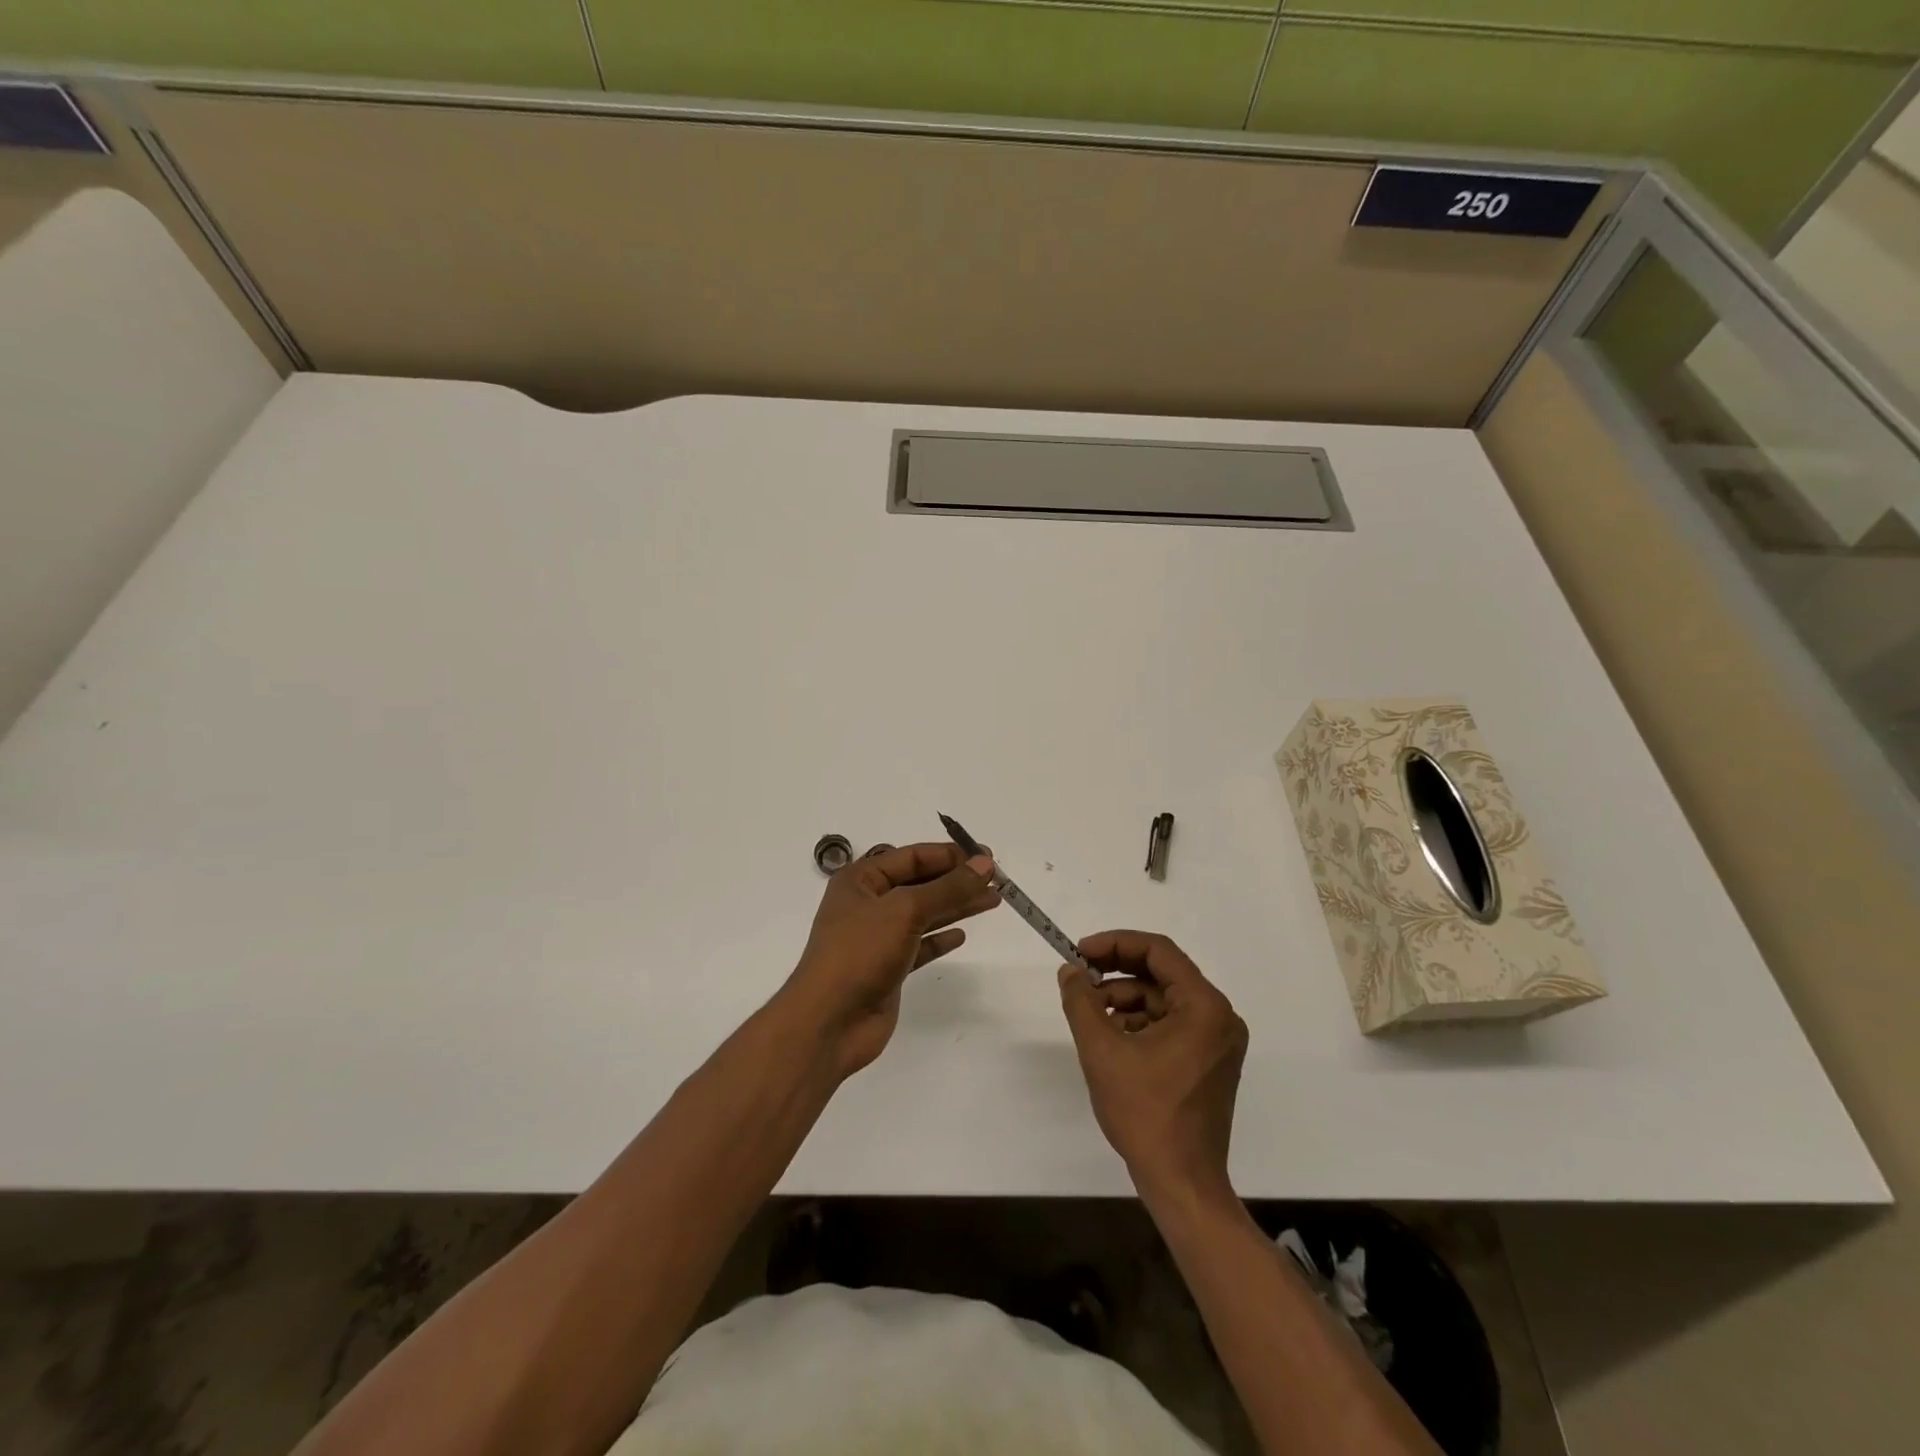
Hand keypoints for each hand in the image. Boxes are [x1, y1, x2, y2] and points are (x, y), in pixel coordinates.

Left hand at [781, 842, 999, 1078]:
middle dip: (957, 880)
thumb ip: (948, 887)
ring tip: (992, 901)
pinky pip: (919, 945)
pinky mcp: (887, 967)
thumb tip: (984, 862)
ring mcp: (877, 937)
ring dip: (956, 906)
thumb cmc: (861, 953)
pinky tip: (961, 935)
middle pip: (920, 883)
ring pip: (924, 914)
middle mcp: (867, 904)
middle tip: (997, 879)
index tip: (987, 856)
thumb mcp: (906, 910)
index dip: (950, 855)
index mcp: (861, 880)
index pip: (911, 856)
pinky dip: (940, 938)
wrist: (829, 1022)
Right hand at [1058, 931, 1247, 1205]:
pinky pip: (1171, 1024)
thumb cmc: (1145, 1113)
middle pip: (1162, 974)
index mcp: (1204, 1007)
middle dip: (1117, 972)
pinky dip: (1139, 1022)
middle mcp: (1219, 1017)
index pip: (1159, 951)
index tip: (1080, 951)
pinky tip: (1110, 1036)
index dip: (1115, 944)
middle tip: (1079, 976)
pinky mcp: (1209, 1062)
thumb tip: (1070, 971)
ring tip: (1089, 1012)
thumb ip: (1081, 1002)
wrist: (1182, 1183)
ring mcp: (1217, 1041)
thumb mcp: (1102, 1050)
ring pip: (1163, 1000)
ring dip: (1125, 999)